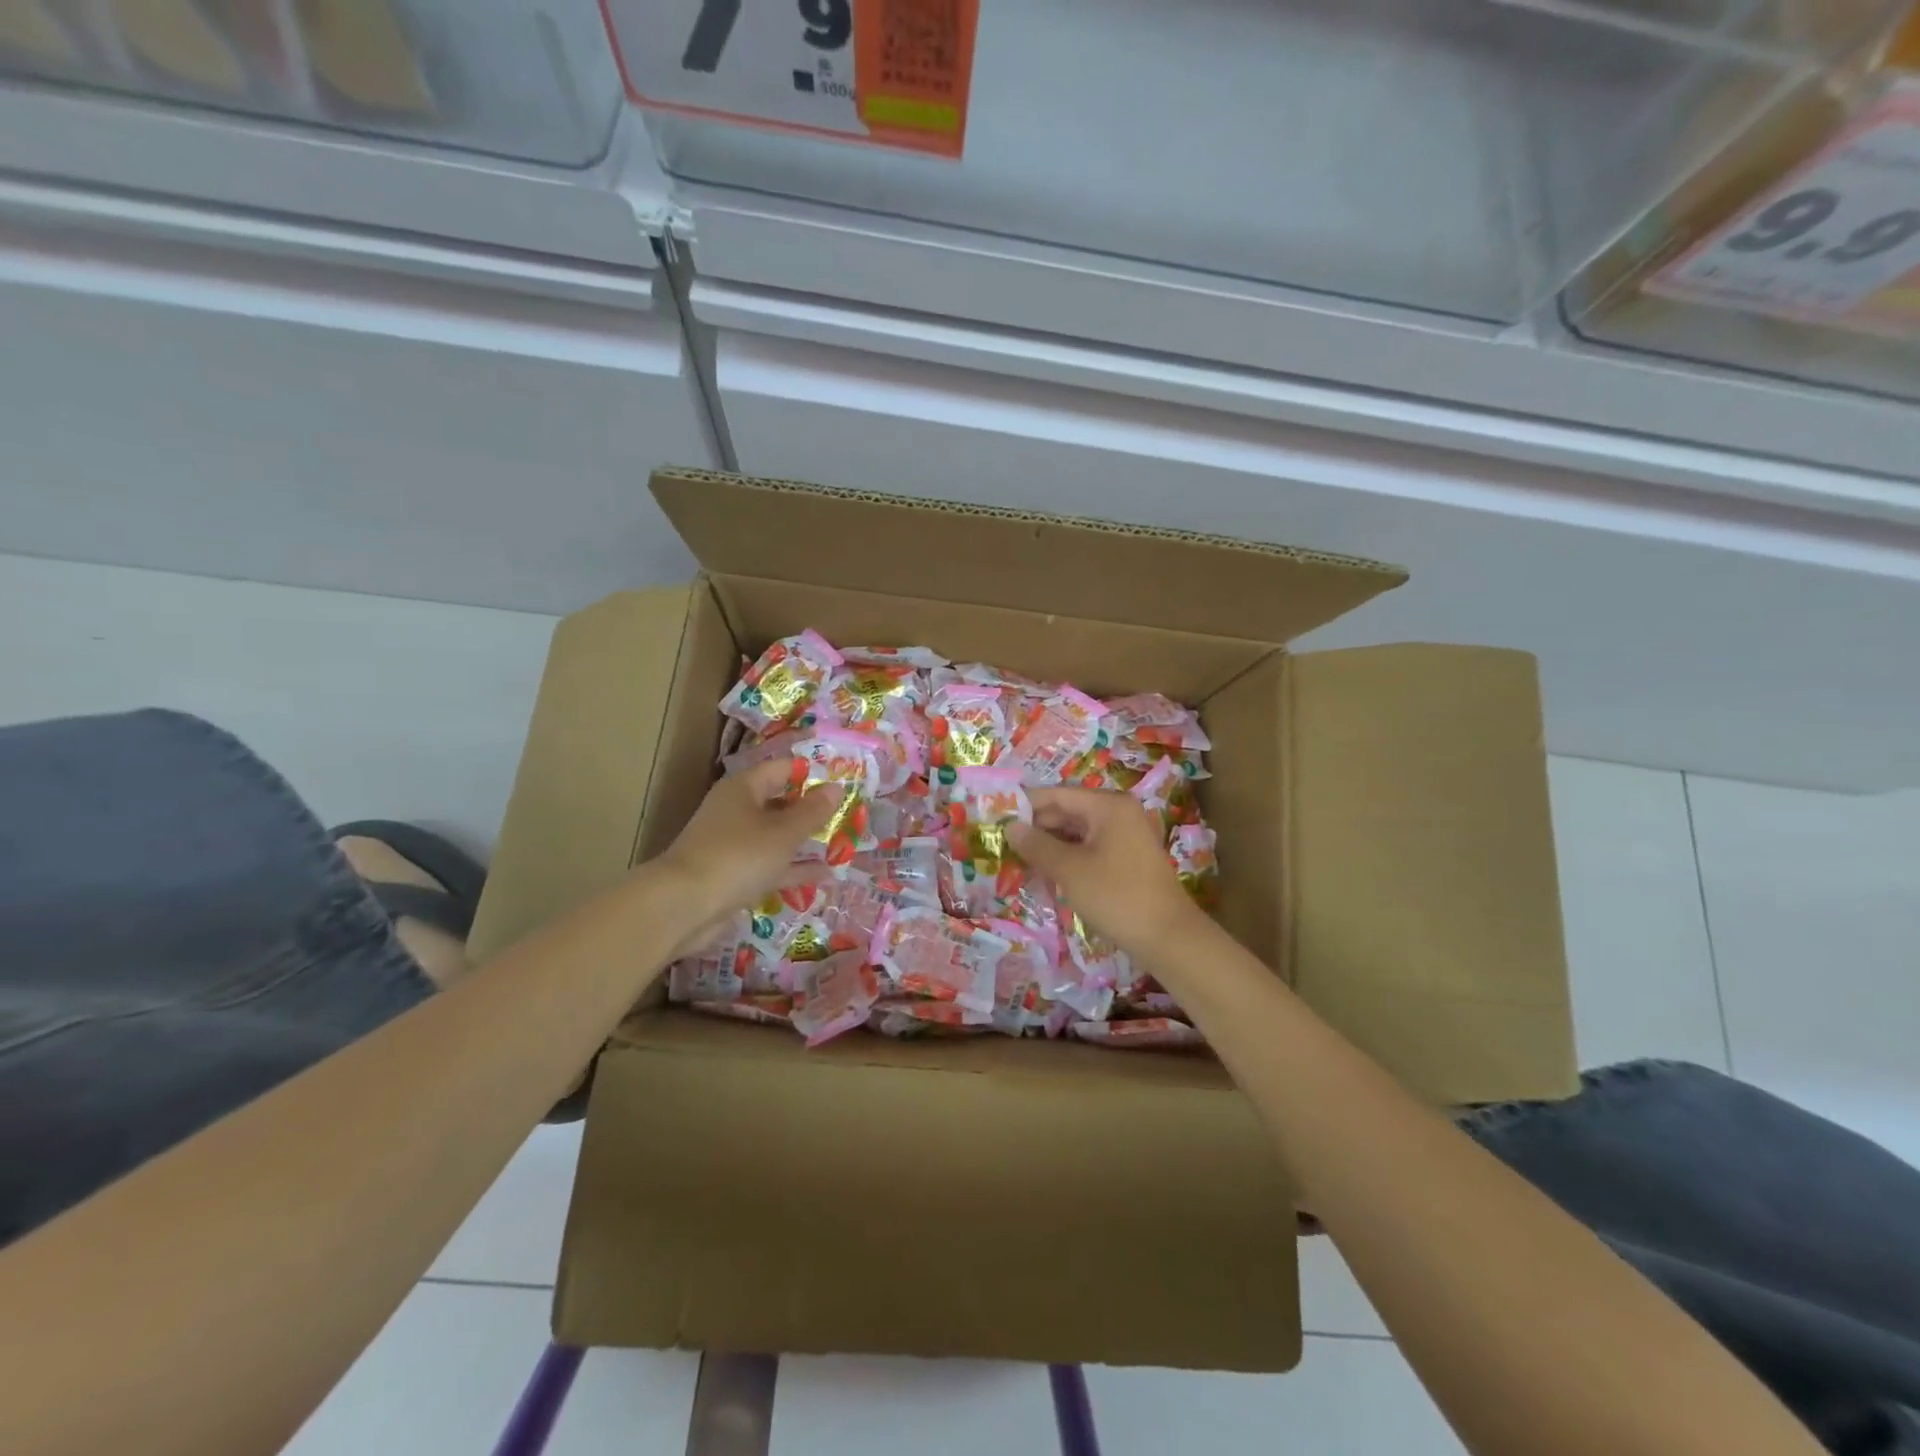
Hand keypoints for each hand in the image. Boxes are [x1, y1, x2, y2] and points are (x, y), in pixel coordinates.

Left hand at [650, 758, 840, 956]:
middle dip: (811, 810)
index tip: (842, 784)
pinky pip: (769, 864)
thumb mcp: (784, 833)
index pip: (782, 769)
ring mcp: (733, 844)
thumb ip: (812, 812)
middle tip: (848, 816)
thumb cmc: (739, 856)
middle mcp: (736, 810)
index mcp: (744, 788)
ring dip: (804, 841)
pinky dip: (793, 868)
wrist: (684, 906)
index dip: (812, 774)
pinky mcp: (733, 874)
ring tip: (842, 845)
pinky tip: (824, 875)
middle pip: (779, 802)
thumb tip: (836, 788)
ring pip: (776, 836)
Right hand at [1006, 787, 1203, 956]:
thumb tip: (1010, 827)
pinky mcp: (1128, 858)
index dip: (1025, 805)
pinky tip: (1047, 872)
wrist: (1168, 937)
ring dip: (1050, 845)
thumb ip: (1037, 845)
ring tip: (1019, 859)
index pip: (1057, 795)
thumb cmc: (1116, 896)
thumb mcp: (1069, 870)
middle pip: (1068, 811)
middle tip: (1003, 843)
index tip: (995, 817)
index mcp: (1108, 805)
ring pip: (1078, 832)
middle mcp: (1119, 812)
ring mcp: (1127, 835)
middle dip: (1036, 827)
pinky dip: (1068, 857)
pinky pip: (1090, 847)